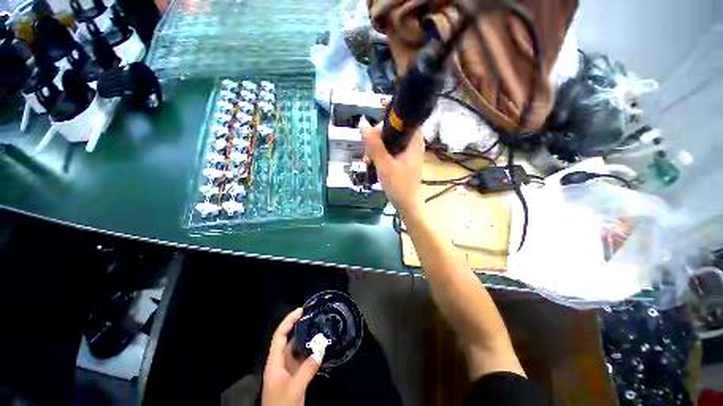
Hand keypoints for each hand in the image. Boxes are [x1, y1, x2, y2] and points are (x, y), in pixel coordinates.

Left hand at [262, 308, 322, 405]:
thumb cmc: (282, 405)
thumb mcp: (295, 388)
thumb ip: (308, 369)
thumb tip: (321, 348)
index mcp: (275, 362)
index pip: (279, 336)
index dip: (288, 321)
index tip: (301, 310)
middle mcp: (280, 362)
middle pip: (288, 340)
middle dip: (299, 327)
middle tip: (313, 317)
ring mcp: (287, 370)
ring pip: (296, 350)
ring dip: (306, 340)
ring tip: (319, 328)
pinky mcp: (294, 377)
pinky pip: (302, 359)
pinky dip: (310, 352)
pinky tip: (319, 349)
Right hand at [360, 118, 424, 214]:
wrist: (407, 205)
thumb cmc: (399, 185)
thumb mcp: (384, 164)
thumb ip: (374, 145)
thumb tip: (362, 124)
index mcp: (413, 140)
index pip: (402, 119)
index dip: (387, 120)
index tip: (373, 132)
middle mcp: (412, 143)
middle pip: (393, 130)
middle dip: (377, 137)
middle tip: (368, 150)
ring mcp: (407, 152)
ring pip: (389, 141)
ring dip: (376, 147)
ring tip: (368, 159)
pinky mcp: (402, 160)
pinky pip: (389, 151)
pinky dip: (380, 155)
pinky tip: (371, 162)